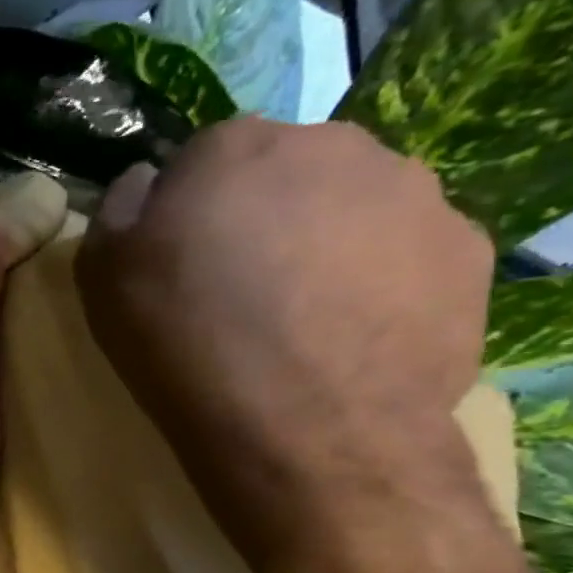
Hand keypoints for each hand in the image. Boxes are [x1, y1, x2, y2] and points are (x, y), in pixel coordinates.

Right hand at [76, 118, 494, 572]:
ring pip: (354, 207)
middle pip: (286, 173)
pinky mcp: (469, 249)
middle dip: (263, 215)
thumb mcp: (102, 276)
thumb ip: (118, 210)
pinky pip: (407, 252)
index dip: (187, 210)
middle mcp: (335, 144)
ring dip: (326, 243)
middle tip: (241, 289)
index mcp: (237, 146)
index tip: (180, 260)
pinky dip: (381, 281)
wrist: (304, 428)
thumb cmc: (183, 342)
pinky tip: (351, 337)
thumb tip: (144, 183)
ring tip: (302, 319)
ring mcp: (416, 193)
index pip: (202, 157)